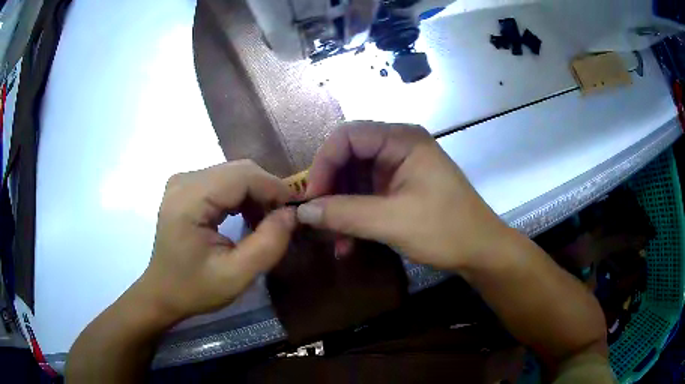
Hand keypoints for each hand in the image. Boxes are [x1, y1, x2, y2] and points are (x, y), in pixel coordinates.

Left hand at [133, 160, 295, 323]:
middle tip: (283, 220)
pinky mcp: (186, 187)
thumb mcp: (236, 276)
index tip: (296, 211)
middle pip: (239, 170)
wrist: (163, 292)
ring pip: (234, 173)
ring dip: (256, 194)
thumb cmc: (195, 289)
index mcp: (189, 200)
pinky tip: (247, 217)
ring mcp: (183, 181)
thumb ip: (268, 244)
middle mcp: (184, 180)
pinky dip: (242, 196)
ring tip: (266, 222)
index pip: (242, 176)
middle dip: (267, 191)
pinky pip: (224, 181)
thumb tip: (292, 214)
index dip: (275, 188)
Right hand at [297, 121, 510, 271]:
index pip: (347, 137)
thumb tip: (303, 211)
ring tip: (333, 240)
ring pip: (355, 181)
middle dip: (330, 190)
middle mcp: (399, 147)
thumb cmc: (445, 229)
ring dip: (341, 209)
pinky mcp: (400, 189)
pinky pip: (367, 196)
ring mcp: (400, 169)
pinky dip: (355, 217)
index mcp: (402, 140)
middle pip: (349, 158)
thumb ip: (344, 214)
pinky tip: (348, 244)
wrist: (481, 251)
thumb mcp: (392, 222)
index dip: (323, 164)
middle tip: (317, 219)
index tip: (311, 198)